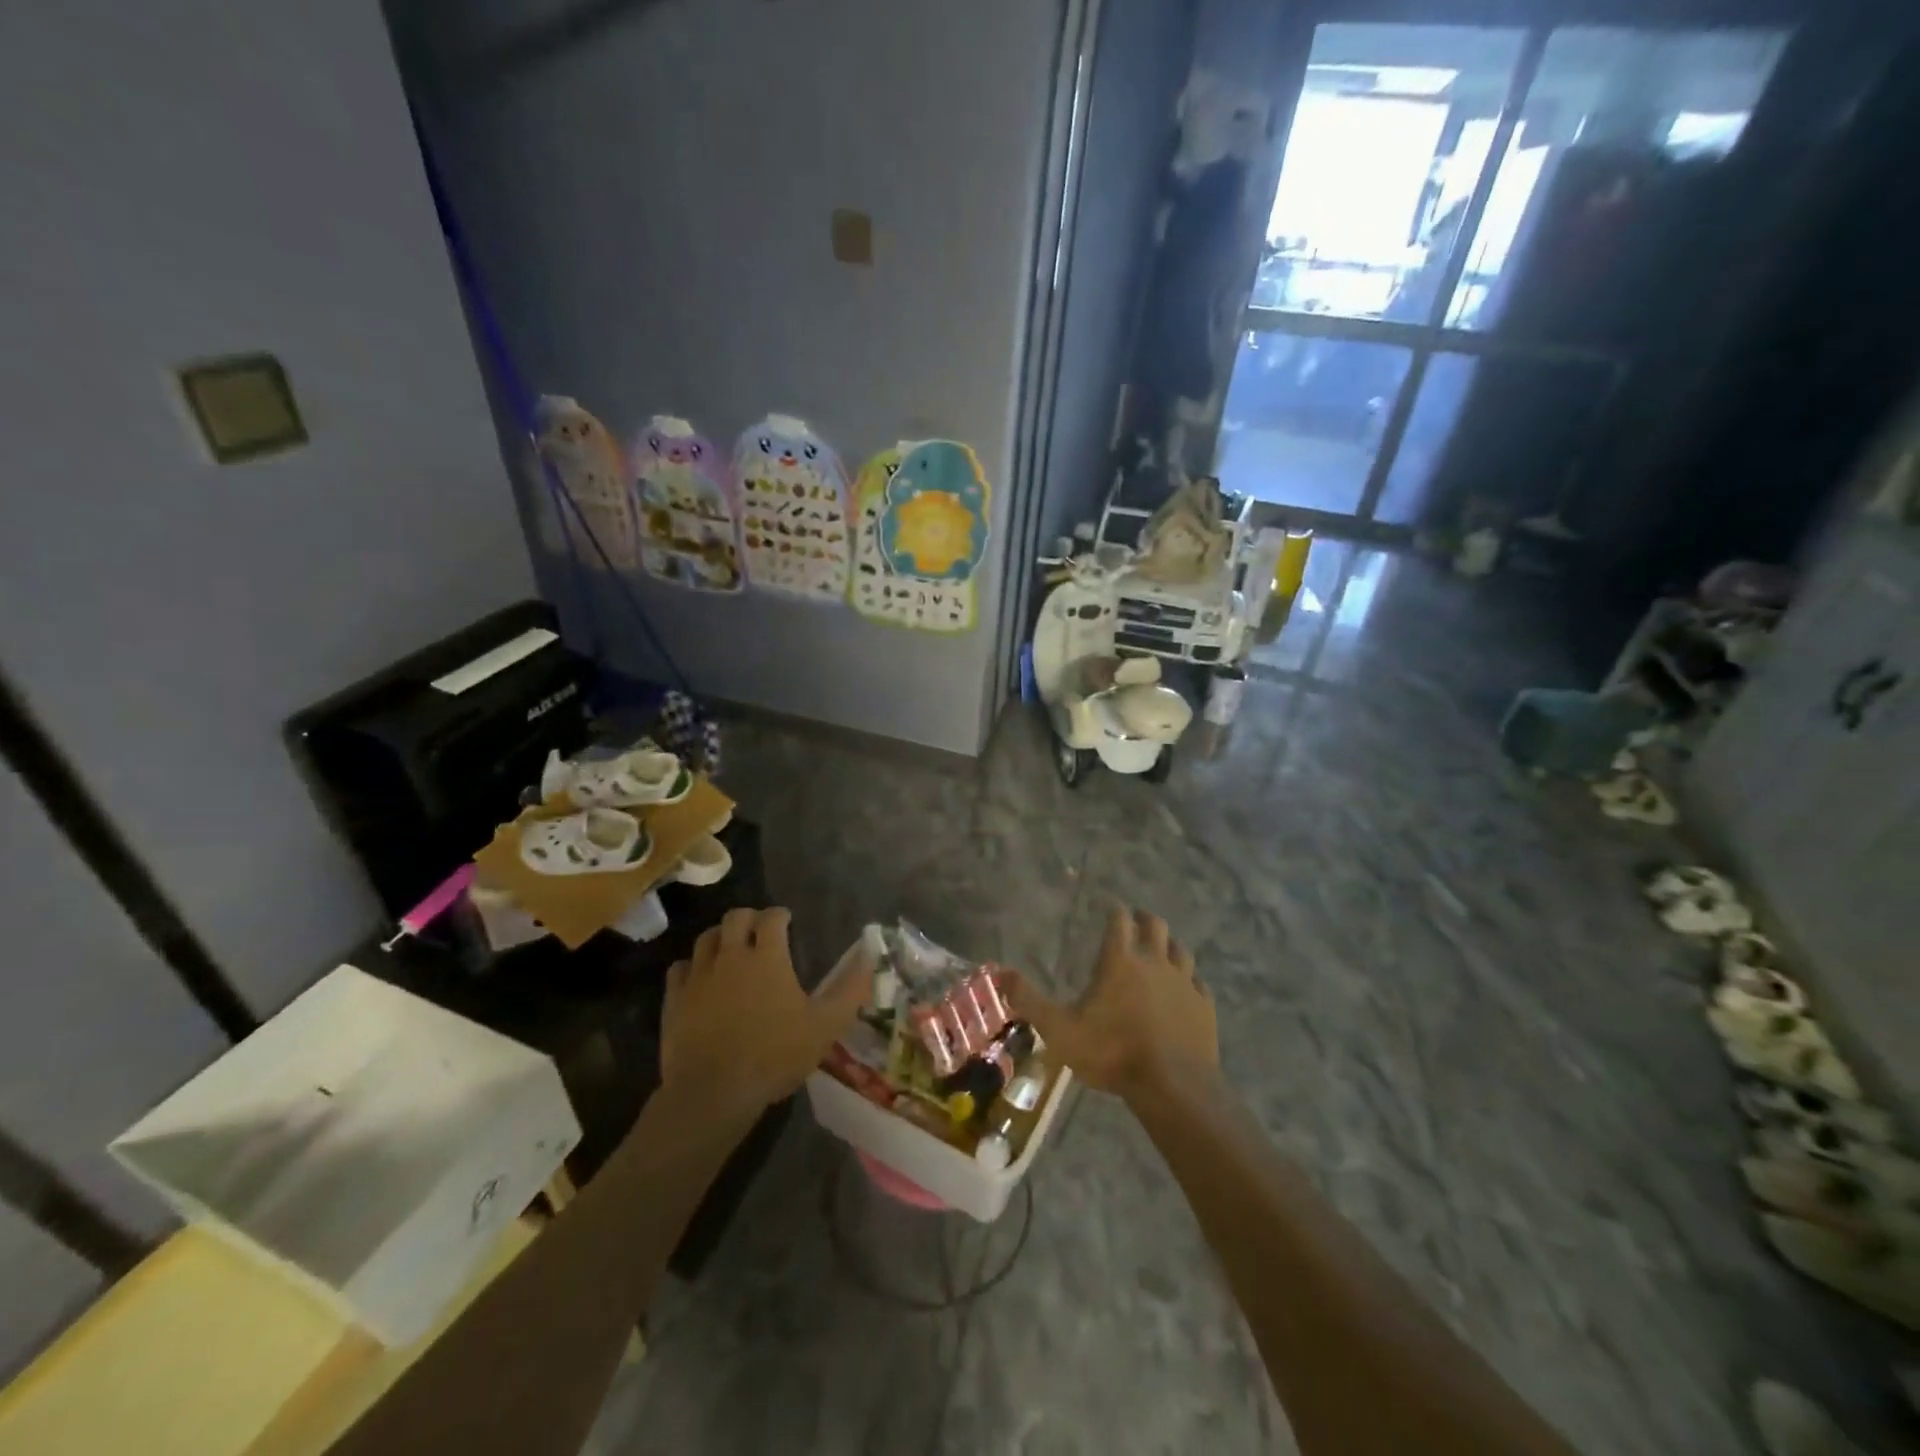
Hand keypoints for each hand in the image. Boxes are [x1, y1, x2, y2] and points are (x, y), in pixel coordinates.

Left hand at [661, 907, 873, 1112]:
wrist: (713, 1093)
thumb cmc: (774, 1056)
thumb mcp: (824, 1026)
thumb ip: (849, 990)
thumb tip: (870, 957)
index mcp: (767, 956)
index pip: (772, 917)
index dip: (780, 915)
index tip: (787, 922)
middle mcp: (730, 955)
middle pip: (736, 917)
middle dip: (749, 918)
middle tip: (759, 932)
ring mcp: (698, 976)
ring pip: (706, 938)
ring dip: (721, 937)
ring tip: (730, 950)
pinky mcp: (674, 998)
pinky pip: (680, 968)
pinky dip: (692, 966)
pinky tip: (700, 979)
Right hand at [1005, 906, 1215, 1102]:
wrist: (1173, 1087)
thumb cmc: (1112, 1053)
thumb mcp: (1060, 1030)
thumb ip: (1030, 1001)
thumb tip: (1000, 973)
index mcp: (1121, 961)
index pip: (1119, 920)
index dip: (1114, 910)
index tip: (1110, 906)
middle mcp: (1155, 962)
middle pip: (1155, 926)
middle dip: (1144, 919)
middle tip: (1136, 921)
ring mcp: (1185, 984)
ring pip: (1181, 951)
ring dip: (1169, 945)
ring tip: (1161, 950)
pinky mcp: (1204, 1007)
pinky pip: (1198, 984)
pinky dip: (1190, 980)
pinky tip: (1186, 989)